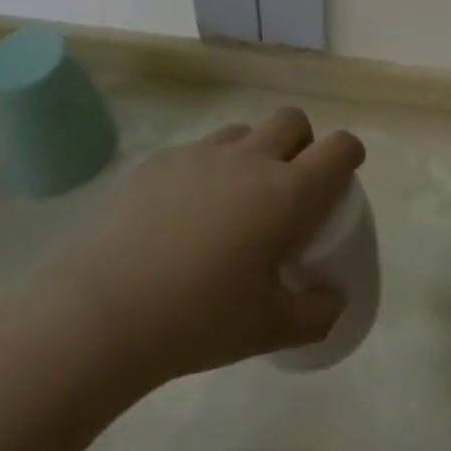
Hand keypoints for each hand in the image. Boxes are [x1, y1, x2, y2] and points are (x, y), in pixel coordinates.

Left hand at [38, 107, 364, 397]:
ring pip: (242, 132)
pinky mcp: (159, 161)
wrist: (101, 313)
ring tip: (232, 200)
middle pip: (292, 120)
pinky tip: (180, 216)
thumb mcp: (268, 329)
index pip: (338, 148)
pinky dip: (204, 171)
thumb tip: (334, 299)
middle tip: (287, 184)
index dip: (349, 153)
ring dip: (251, 153)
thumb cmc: (198, 320)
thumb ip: (315, 313)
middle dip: (301, 142)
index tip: (345, 171)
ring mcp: (201, 154)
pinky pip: (196, 151)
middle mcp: (250, 159)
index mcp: (287, 193)